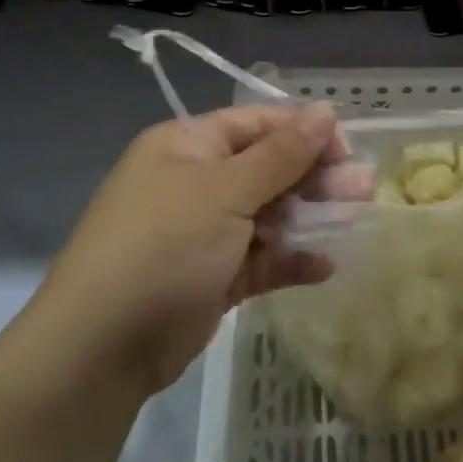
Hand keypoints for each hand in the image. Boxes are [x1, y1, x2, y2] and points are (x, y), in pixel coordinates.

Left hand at [38, 104, 365, 396]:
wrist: (99, 351)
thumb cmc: (163, 247)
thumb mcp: (225, 192)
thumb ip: (282, 154)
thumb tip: (326, 110)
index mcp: (187, 147)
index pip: (256, 124)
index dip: (303, 131)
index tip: (346, 146)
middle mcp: (195, 183)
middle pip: (268, 168)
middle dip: (315, 177)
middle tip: (362, 187)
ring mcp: (204, 232)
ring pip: (269, 214)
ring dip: (310, 217)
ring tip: (353, 218)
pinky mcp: (213, 277)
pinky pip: (261, 257)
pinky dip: (290, 259)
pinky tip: (324, 266)